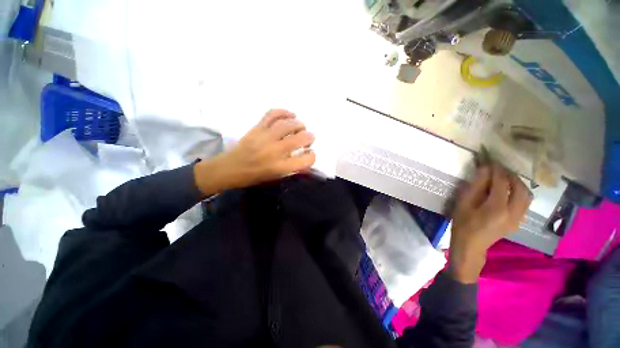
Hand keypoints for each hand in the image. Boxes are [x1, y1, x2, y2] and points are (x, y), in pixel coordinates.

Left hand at [193, 109, 315, 194]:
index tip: (310, 154)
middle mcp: (274, 152)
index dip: (312, 156)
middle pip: (299, 140)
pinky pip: (272, 115)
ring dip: (299, 124)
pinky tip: (290, 114)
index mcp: (279, 168)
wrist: (229, 169)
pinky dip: (283, 112)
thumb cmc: (253, 177)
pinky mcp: (256, 129)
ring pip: (287, 125)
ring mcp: (264, 138)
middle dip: (309, 137)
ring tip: (301, 127)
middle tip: (309, 138)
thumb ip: (291, 168)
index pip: (304, 161)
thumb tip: (305, 158)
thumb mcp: (275, 177)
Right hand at [448, 164, 531, 282]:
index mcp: (497, 208)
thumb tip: (484, 169)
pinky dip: (519, 192)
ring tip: (504, 177)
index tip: (490, 161)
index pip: (502, 183)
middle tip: (498, 168)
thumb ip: (476, 186)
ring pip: (527, 195)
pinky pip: (525, 202)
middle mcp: (513, 212)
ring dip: (517, 183)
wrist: (471, 246)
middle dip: (510, 175)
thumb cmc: (463, 224)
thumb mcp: (464, 204)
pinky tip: (508, 191)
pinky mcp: (519, 221)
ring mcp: (518, 218)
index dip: (496, 170)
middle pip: (520, 188)